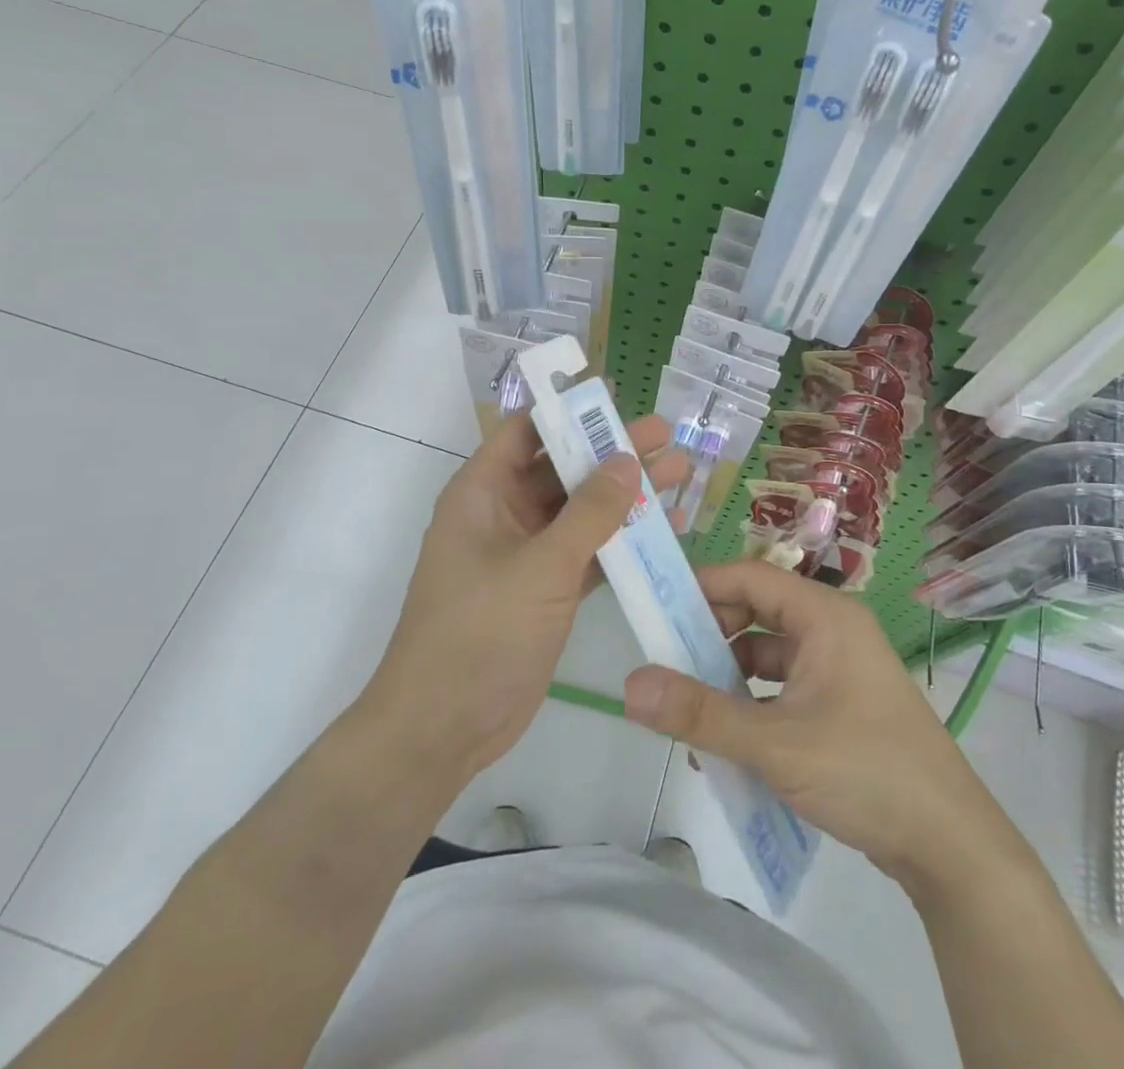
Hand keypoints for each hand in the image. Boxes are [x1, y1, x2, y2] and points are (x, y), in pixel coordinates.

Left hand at [364, 410, 687, 781]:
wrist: (444, 727)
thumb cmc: (480, 632)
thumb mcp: (540, 566)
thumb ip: (589, 513)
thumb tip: (626, 458)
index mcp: (482, 492)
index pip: (526, 431)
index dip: (568, 411)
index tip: (617, 397)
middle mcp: (503, 514)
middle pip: (563, 469)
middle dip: (612, 452)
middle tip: (666, 434)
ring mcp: (526, 554)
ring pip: (581, 511)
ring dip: (625, 496)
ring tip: (680, 474)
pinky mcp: (546, 590)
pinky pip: (589, 552)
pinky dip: (622, 541)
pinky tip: (665, 530)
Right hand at [622, 560, 991, 889]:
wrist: (952, 846)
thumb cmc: (865, 771)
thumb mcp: (774, 743)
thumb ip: (700, 713)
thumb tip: (631, 684)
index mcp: (825, 616)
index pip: (751, 577)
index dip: (702, 587)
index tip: (657, 611)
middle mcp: (833, 630)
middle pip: (758, 613)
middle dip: (711, 638)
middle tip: (668, 667)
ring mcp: (841, 668)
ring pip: (769, 655)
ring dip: (729, 678)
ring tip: (688, 711)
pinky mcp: (843, 704)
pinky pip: (784, 688)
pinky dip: (753, 706)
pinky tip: (726, 745)